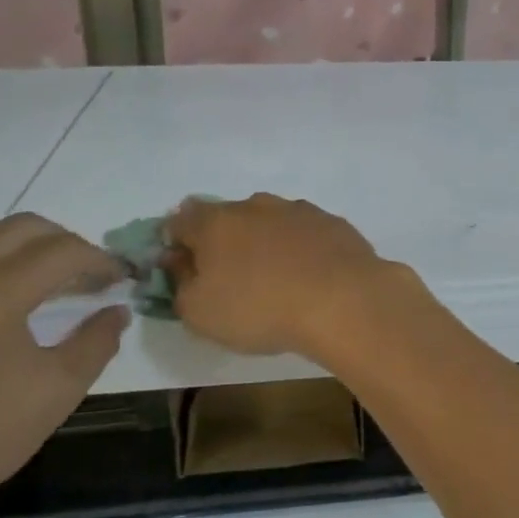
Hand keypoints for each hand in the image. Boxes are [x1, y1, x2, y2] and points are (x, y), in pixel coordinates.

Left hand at [0, 214, 125, 517]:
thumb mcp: (57, 392)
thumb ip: (97, 342)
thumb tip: (115, 311)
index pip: (63, 252)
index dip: (101, 259)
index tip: (122, 278)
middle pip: (19, 228)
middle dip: (64, 242)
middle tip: (88, 274)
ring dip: (21, 249)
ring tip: (44, 285)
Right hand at [166, 193, 413, 360]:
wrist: (342, 299)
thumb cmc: (259, 308)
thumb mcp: (199, 312)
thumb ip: (180, 283)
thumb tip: (177, 261)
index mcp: (215, 222)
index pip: (181, 220)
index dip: (176, 243)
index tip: (184, 270)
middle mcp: (255, 205)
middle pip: (227, 217)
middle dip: (223, 242)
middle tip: (230, 278)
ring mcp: (298, 210)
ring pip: (269, 221)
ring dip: (264, 243)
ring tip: (273, 279)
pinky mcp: (332, 222)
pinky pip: (304, 233)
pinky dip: (299, 249)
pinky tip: (308, 276)